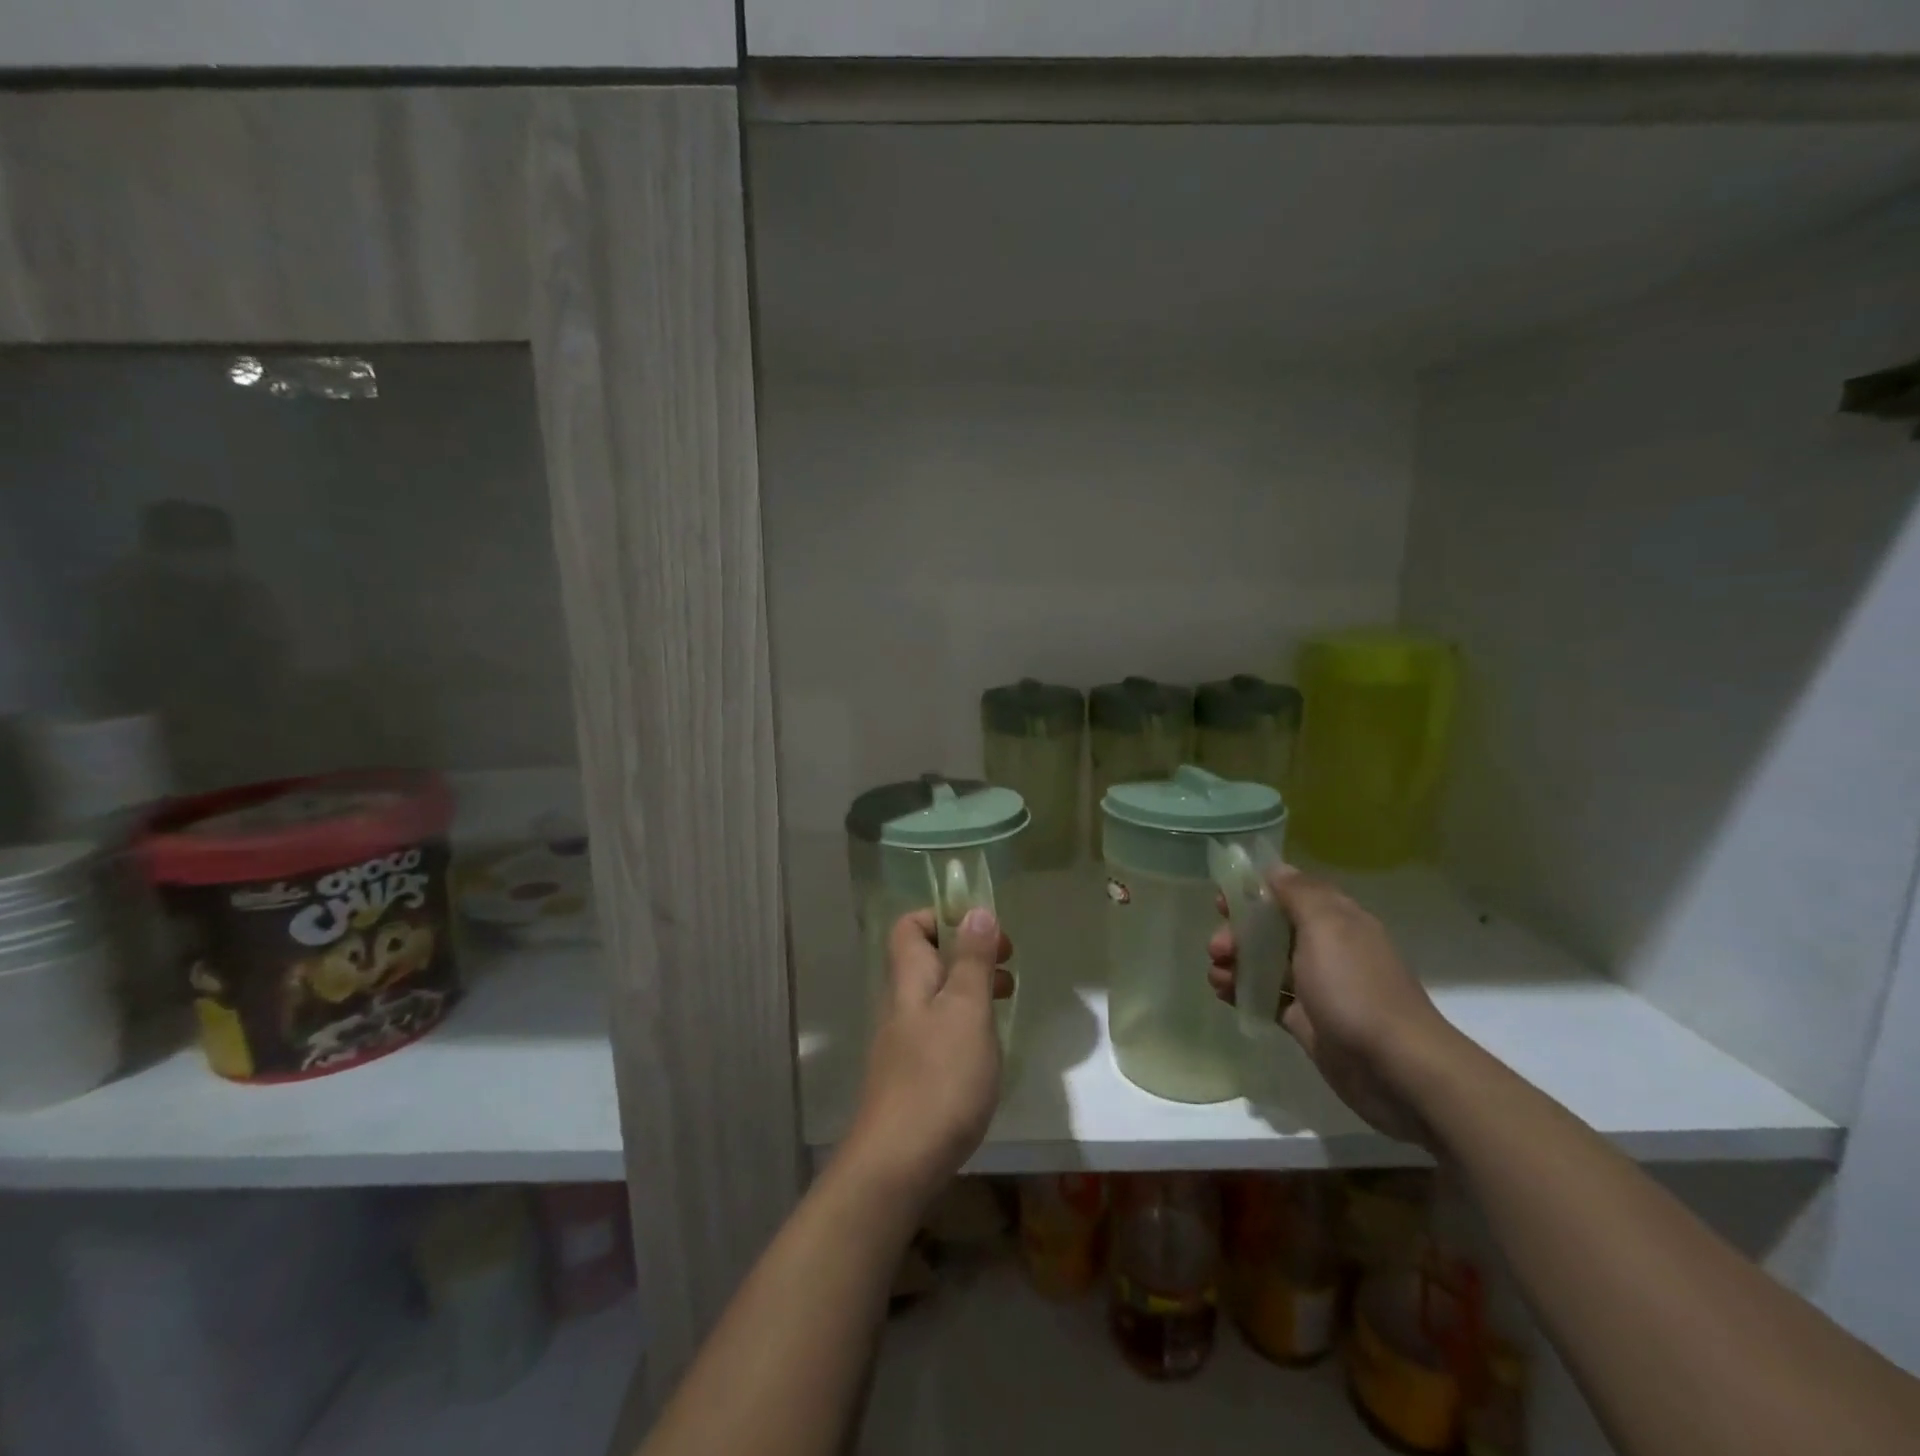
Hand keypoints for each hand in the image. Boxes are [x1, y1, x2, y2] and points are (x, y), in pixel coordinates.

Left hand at [841, 907, 1012, 1207]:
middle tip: (1007, 965)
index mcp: (909, 980)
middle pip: (927, 959)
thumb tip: (976, 910)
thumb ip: (972, 961)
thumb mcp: (966, 1010)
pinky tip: (987, 1047)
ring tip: (1007, 1000)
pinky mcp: (912, 1075)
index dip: (943, 917)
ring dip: (971, 988)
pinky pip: (939, 1030)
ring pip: (937, 996)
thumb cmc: (939, 1078)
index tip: (985, 931)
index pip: (910, 927)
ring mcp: (903, 1042)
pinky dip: (965, 1024)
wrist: (898, 1164)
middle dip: (968, 953)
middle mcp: (901, 1004)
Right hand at [1209, 866, 1454, 1144]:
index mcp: (1337, 920)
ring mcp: (1316, 987)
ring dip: (1236, 963)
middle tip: (1217, 947)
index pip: (1290, 892)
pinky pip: (1267, 997)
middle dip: (1238, 932)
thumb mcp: (1327, 927)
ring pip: (1266, 963)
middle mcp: (1326, 948)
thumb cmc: (1355, 987)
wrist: (1394, 1068)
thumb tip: (1276, 869)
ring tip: (1217, 977)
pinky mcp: (1306, 1021)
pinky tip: (1223, 994)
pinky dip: (1243, 992)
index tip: (1222, 901)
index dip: (1255, 892)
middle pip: (1272, 929)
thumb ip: (1299, 894)